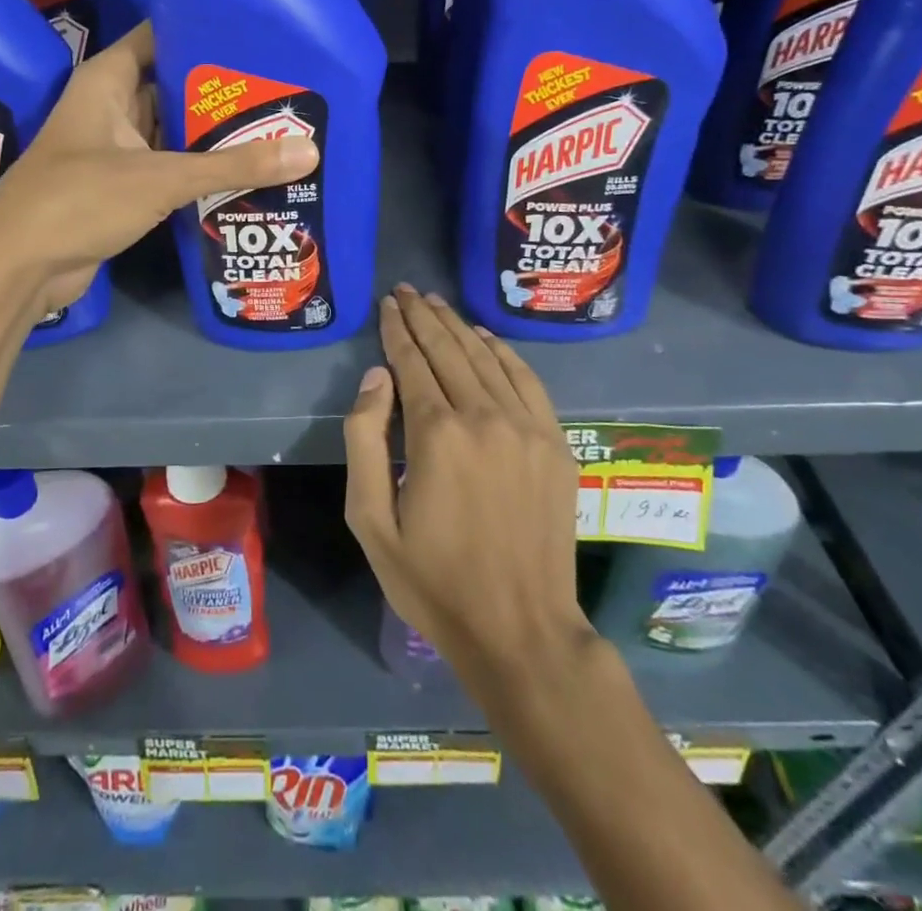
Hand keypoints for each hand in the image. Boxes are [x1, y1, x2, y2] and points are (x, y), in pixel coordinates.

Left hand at [0, 22, 318, 315]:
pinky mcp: (121, 188)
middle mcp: (110, 107)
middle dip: (221, 89)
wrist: (18, 269)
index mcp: (107, 80)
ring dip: (214, 133)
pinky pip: (168, 167)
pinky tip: (246, 171)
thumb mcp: (160, 177)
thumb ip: (233, 165)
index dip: (204, 30)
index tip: (258, 35)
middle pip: (173, 85)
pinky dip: (199, 169)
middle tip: (282, 86)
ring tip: (277, 124)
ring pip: (173, 130)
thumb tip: (310, 150)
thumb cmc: (78, 200)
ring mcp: (115, 150)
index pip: (160, 36)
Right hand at [343, 286, 590, 692]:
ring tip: (436, 303)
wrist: (520, 630)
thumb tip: (377, 376)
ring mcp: (527, 428)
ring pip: (487, 357)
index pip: (412, 361)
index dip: (397, 329)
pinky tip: (486, 337)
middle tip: (406, 291)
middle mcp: (484, 416)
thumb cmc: (433, 580)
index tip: (387, 305)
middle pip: (450, 349)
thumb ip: (365, 439)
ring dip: (459, 325)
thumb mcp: (371, 520)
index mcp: (437, 433)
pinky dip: (504, 352)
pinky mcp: (556, 444)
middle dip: (424, 316)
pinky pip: (527, 381)